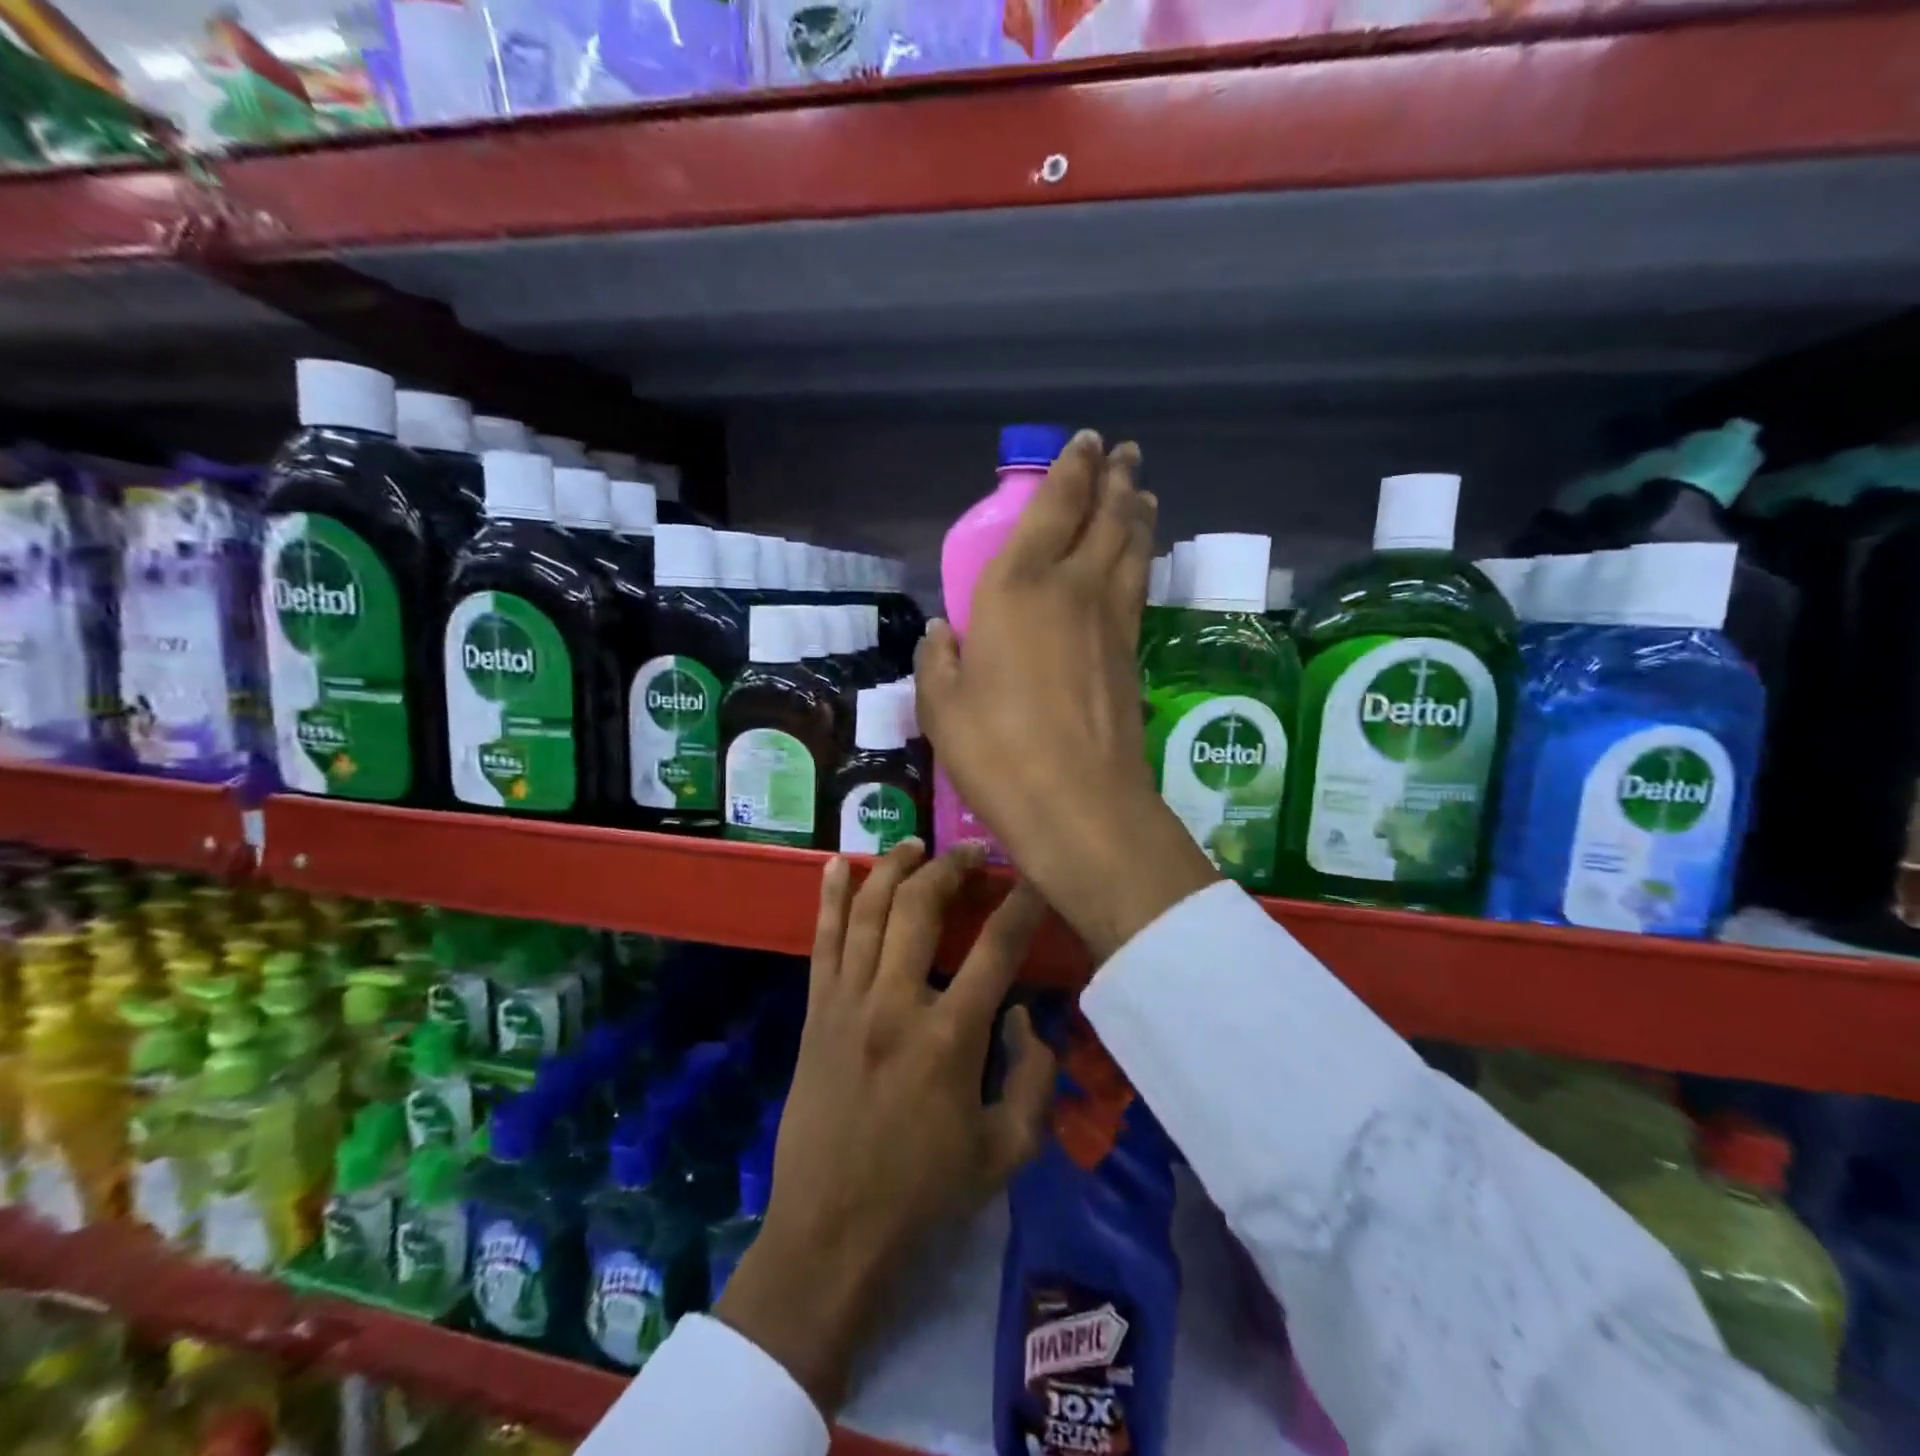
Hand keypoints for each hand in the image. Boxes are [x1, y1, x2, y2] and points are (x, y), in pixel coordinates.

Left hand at [714, 840, 1057, 1413]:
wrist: (832, 1232)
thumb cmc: (925, 1194)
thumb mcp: (1008, 1152)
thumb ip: (1034, 1078)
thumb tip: (1024, 1017)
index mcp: (950, 1037)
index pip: (997, 949)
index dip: (1022, 904)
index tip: (1035, 874)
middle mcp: (896, 1003)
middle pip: (922, 908)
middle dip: (951, 868)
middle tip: (973, 851)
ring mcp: (849, 1002)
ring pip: (870, 911)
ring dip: (893, 868)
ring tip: (915, 844)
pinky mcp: (817, 1012)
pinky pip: (823, 941)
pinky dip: (831, 898)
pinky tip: (837, 864)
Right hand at [915, 431, 1218, 962]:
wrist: (1079, 803)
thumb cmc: (997, 751)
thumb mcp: (942, 707)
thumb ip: (940, 660)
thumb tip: (943, 632)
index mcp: (1017, 587)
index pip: (1052, 508)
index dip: (1071, 469)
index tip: (1086, 442)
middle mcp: (1072, 587)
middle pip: (1105, 516)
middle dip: (1114, 478)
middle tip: (1124, 453)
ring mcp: (1111, 620)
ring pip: (1131, 547)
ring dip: (1136, 512)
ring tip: (1141, 491)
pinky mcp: (1132, 654)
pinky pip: (1138, 586)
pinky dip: (1141, 558)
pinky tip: (1139, 558)